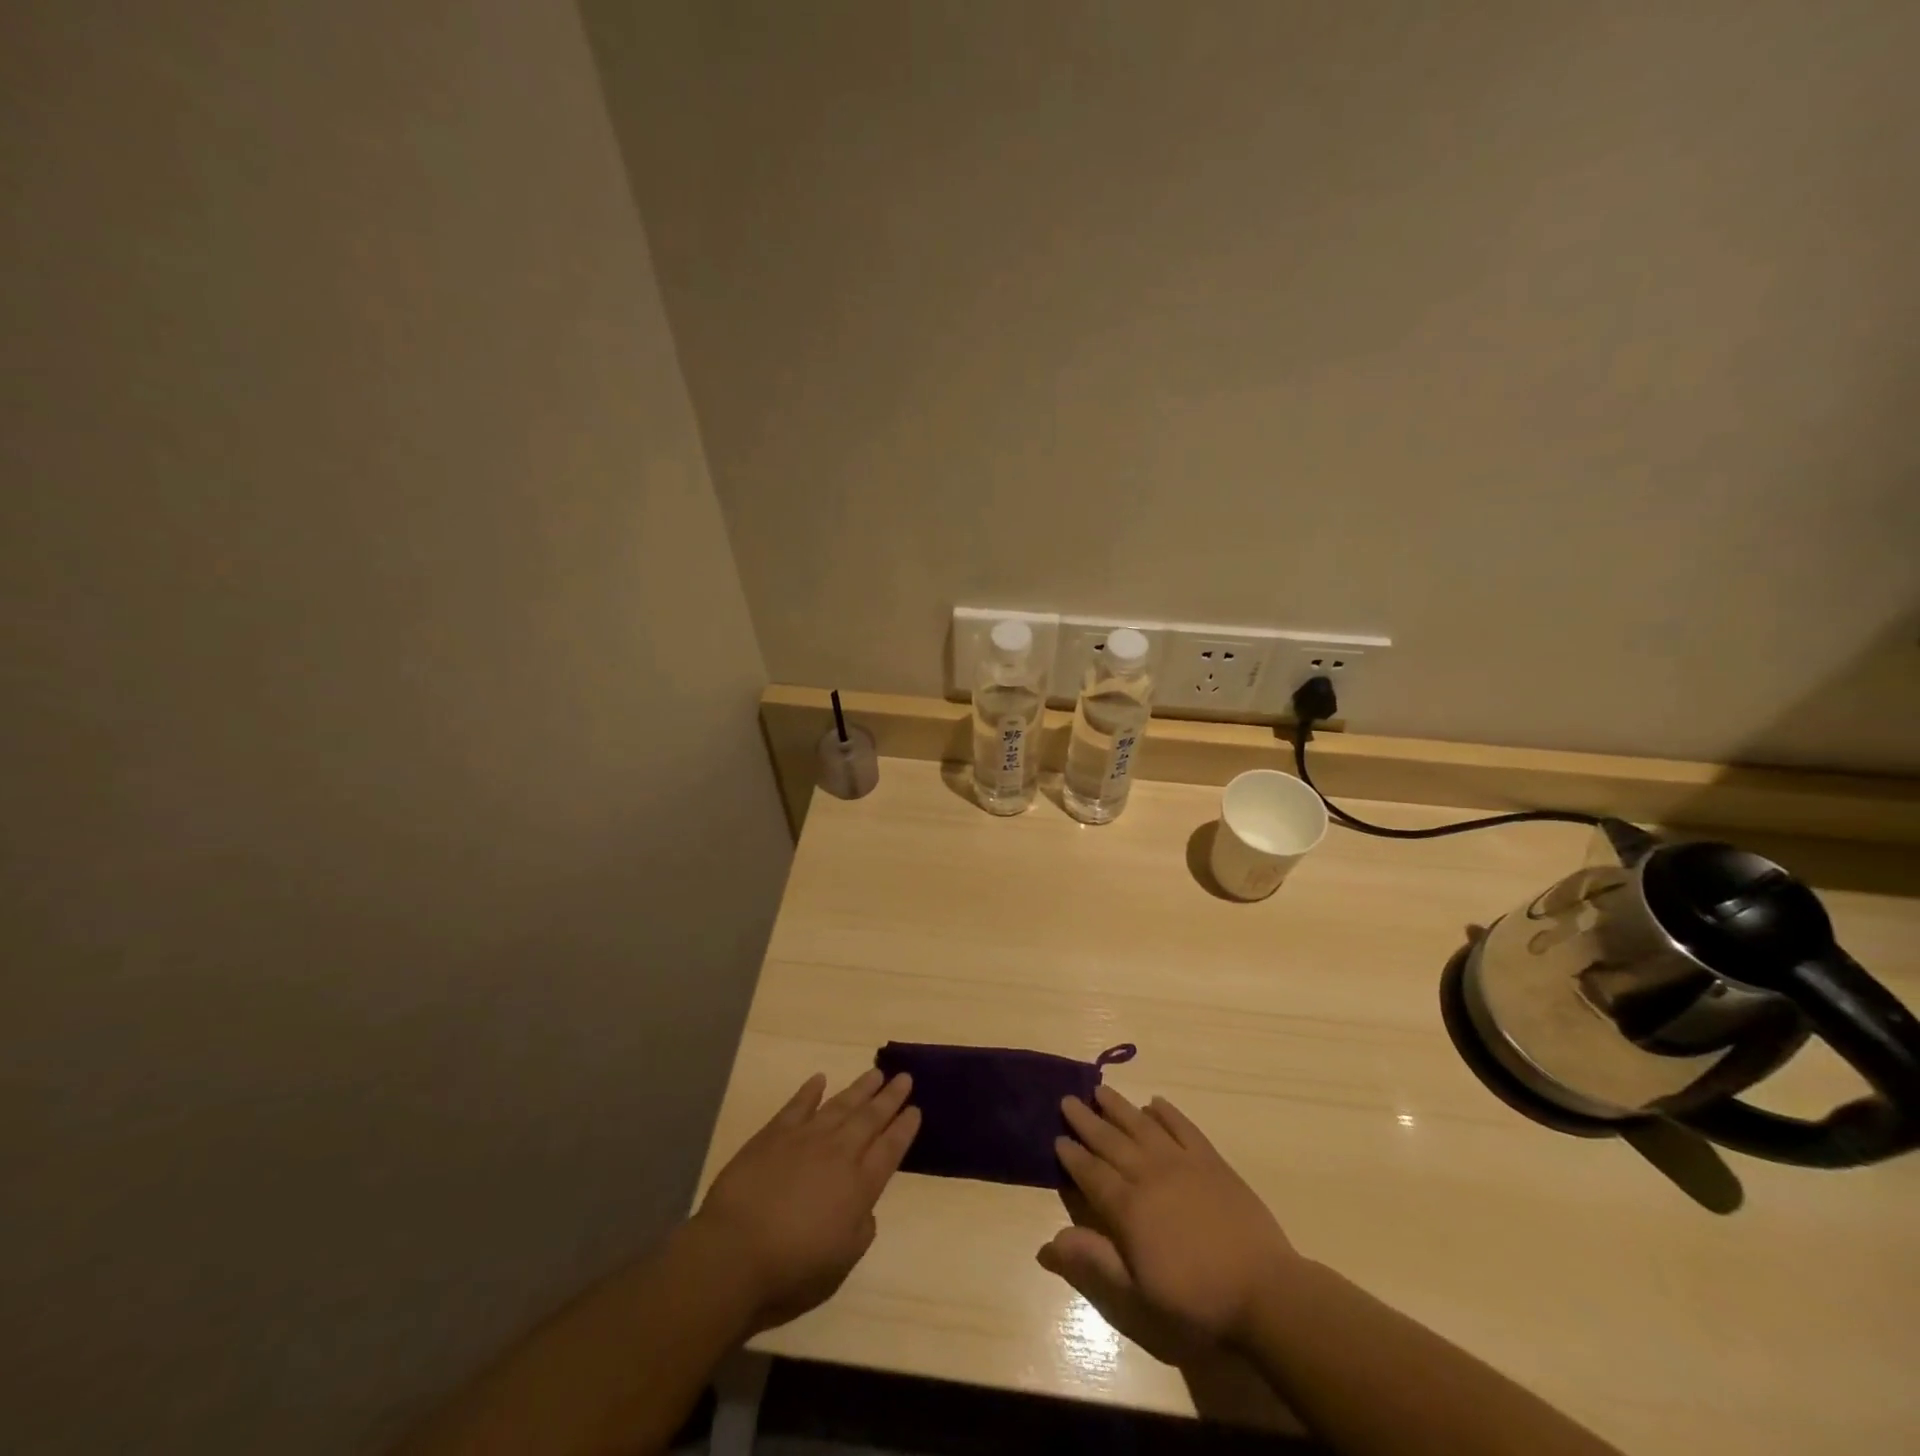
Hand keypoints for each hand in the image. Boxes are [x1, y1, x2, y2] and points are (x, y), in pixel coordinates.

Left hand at [693, 1068, 919, 1332]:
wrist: (735, 1252)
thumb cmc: (792, 1270)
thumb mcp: (841, 1264)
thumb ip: (860, 1231)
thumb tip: (864, 1208)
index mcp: (860, 1186)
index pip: (890, 1149)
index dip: (904, 1128)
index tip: (916, 1109)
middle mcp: (839, 1153)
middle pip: (871, 1118)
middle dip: (890, 1098)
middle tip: (904, 1077)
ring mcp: (807, 1138)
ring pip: (841, 1104)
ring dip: (860, 1088)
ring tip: (876, 1073)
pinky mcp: (775, 1133)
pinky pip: (798, 1105)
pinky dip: (811, 1090)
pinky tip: (820, 1079)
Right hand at [1044, 1086, 1302, 1346]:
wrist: (1264, 1291)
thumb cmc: (1197, 1300)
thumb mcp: (1138, 1294)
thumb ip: (1095, 1260)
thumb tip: (1050, 1241)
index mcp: (1128, 1208)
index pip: (1091, 1173)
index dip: (1072, 1156)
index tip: (1057, 1138)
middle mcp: (1149, 1175)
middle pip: (1110, 1141)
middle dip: (1086, 1121)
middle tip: (1067, 1100)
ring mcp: (1182, 1163)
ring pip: (1142, 1126)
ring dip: (1119, 1107)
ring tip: (1100, 1090)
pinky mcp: (1211, 1161)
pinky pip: (1183, 1127)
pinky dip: (1167, 1113)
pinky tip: (1155, 1104)